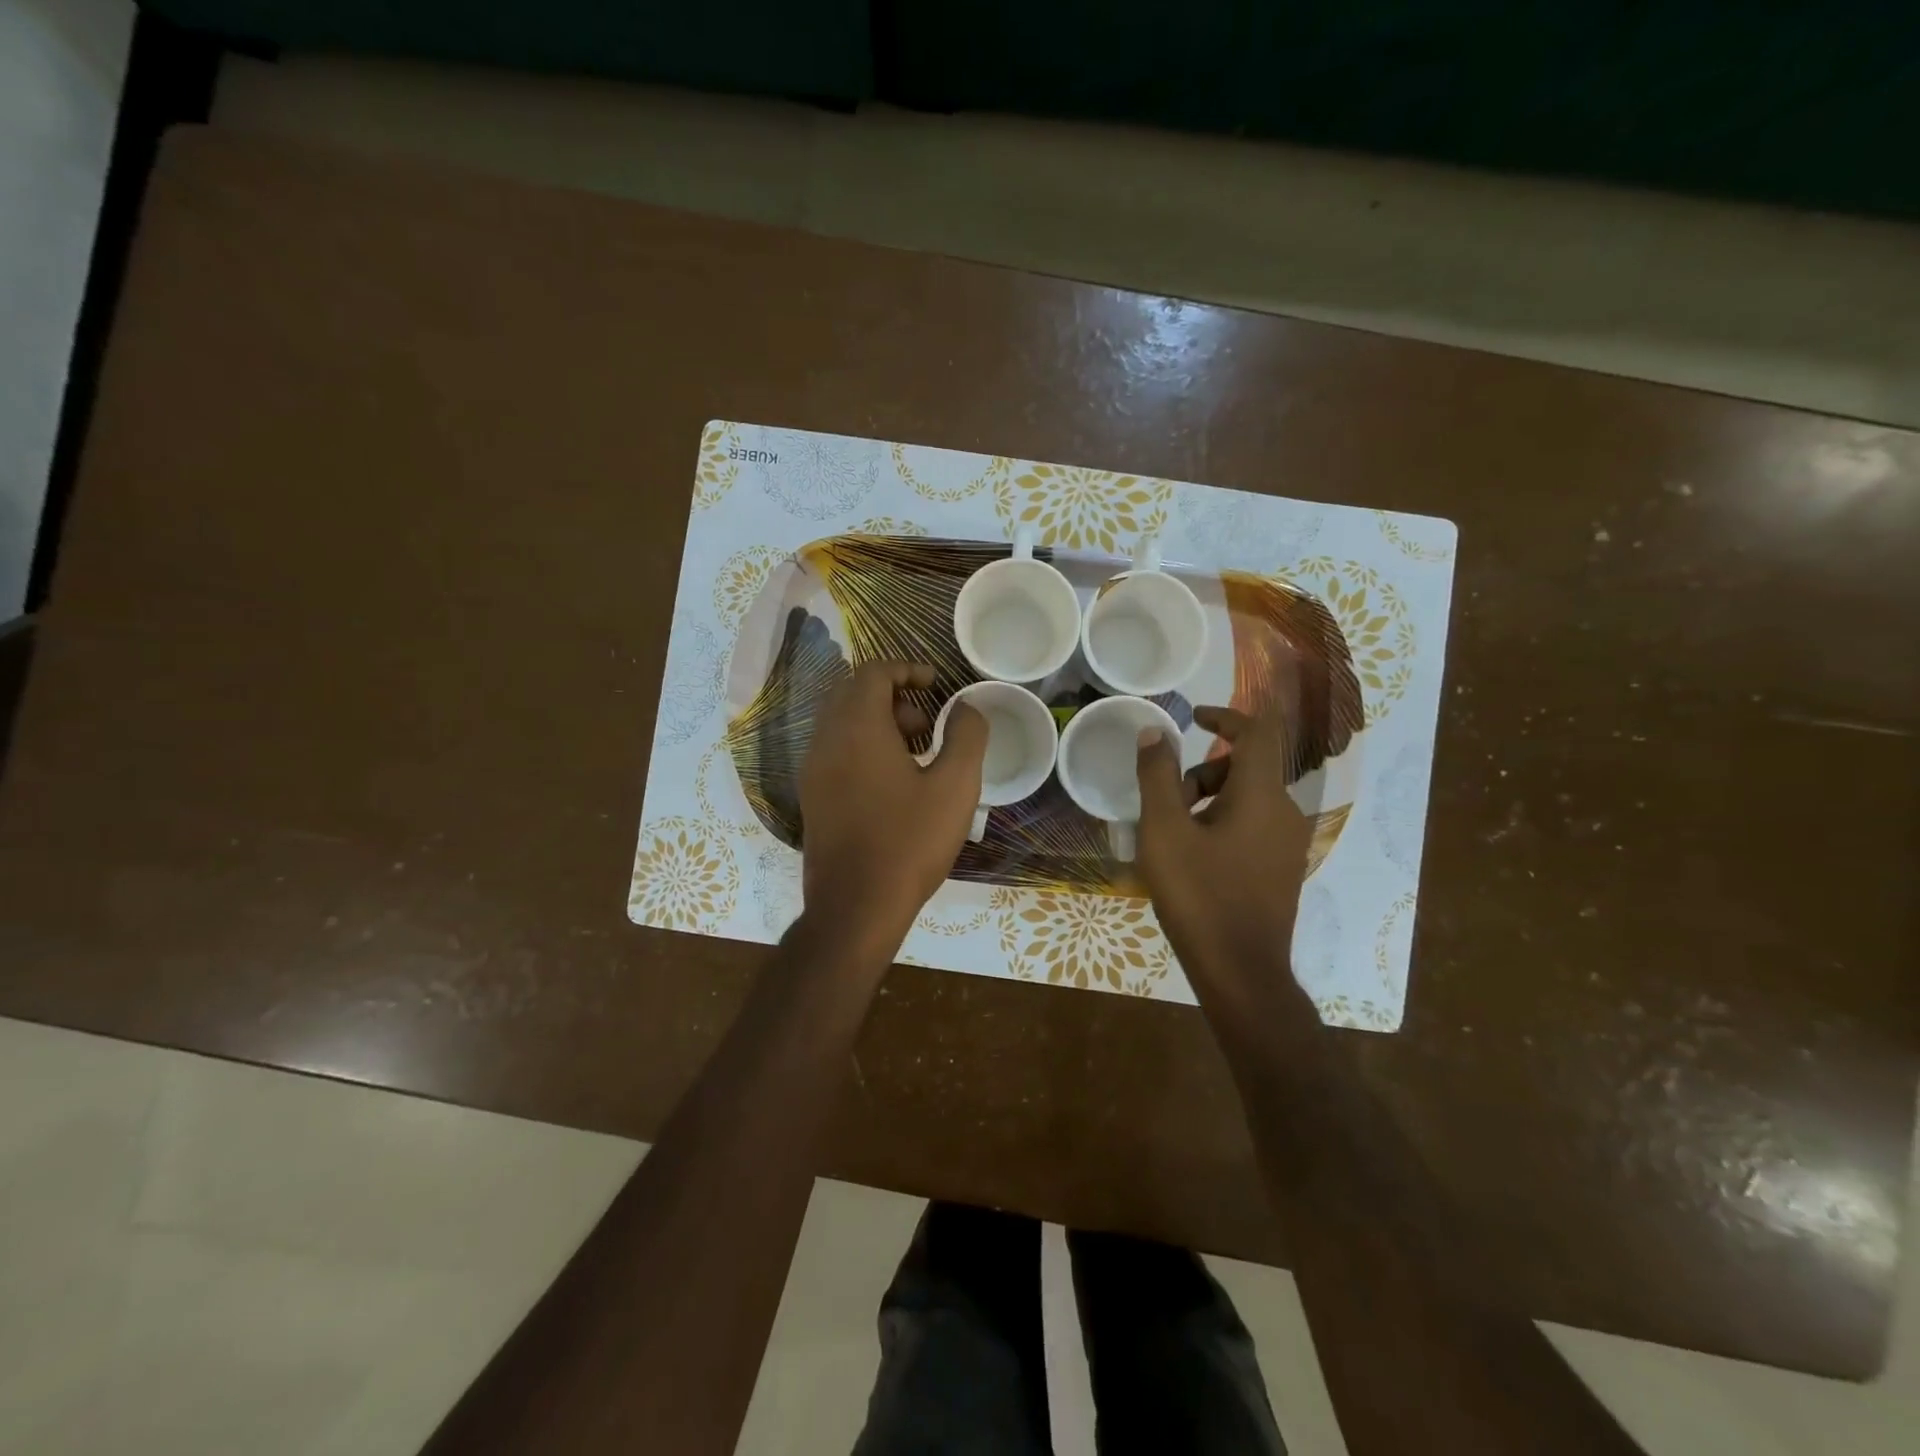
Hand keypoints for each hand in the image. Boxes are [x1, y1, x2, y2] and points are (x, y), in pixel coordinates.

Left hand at [799, 662, 987, 952]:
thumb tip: (966, 708)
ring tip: (916, 755)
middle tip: (927, 724)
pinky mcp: (812, 796)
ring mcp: (813, 769)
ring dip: (878, 722)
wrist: (856, 906)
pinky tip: (892, 783)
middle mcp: (826, 740)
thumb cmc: (910, 841)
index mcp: (857, 728)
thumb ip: (966, 736)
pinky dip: (862, 746)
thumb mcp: (955, 786)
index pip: (873, 672)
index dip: (907, 668)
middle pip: (853, 692)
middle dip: (893, 696)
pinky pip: (835, 749)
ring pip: (842, 722)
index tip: (936, 683)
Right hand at [1134, 704, 1315, 997]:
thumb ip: (1157, 776)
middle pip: (1246, 768)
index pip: (1257, 732)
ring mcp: (1287, 843)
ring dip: (1207, 800)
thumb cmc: (1199, 895)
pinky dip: (1221, 823)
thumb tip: (1155, 733)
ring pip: (1247, 799)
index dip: (1226, 715)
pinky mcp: (1281, 869)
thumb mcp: (1164, 831)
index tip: (1194, 716)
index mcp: (1261, 795)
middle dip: (1202, 772)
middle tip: (1164, 799)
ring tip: (1171, 834)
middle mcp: (1284, 812)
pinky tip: (1192, 858)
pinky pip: (1252, 826)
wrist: (1241, 971)